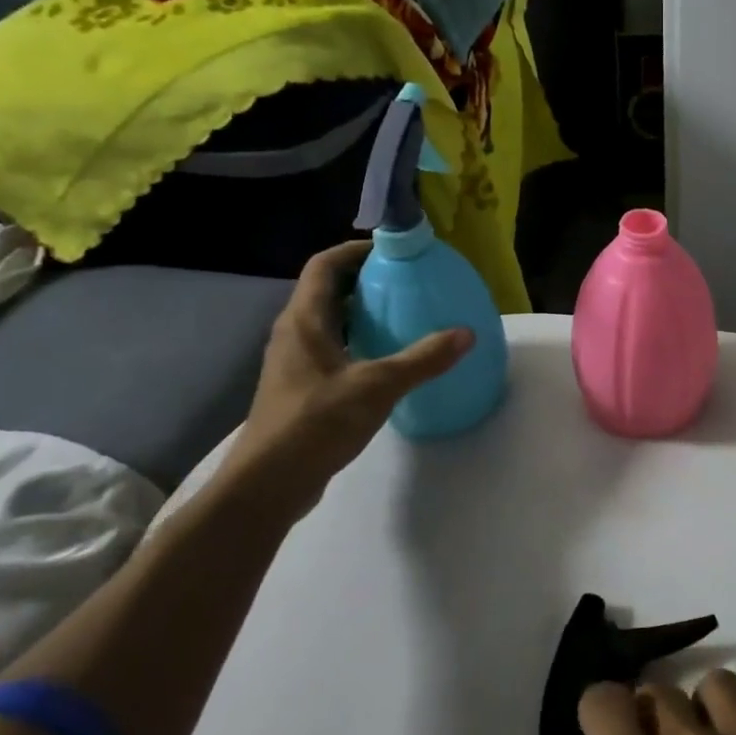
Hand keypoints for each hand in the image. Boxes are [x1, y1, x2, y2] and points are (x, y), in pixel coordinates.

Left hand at [222, 241, 472, 507]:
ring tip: (403, 315)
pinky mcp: (301, 389)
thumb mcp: (378, 386)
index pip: (324, 266)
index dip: (355, 251)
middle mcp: (294, 334)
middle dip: (365, 281)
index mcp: (304, 321)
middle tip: (406, 282)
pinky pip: (332, 350)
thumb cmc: (317, 422)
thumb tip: (466, 333)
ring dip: (362, 314)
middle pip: (327, 291)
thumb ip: (423, 359)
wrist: (269, 483)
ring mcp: (294, 363)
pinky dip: (358, 343)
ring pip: (330, 323)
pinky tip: (387, 361)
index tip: (392, 252)